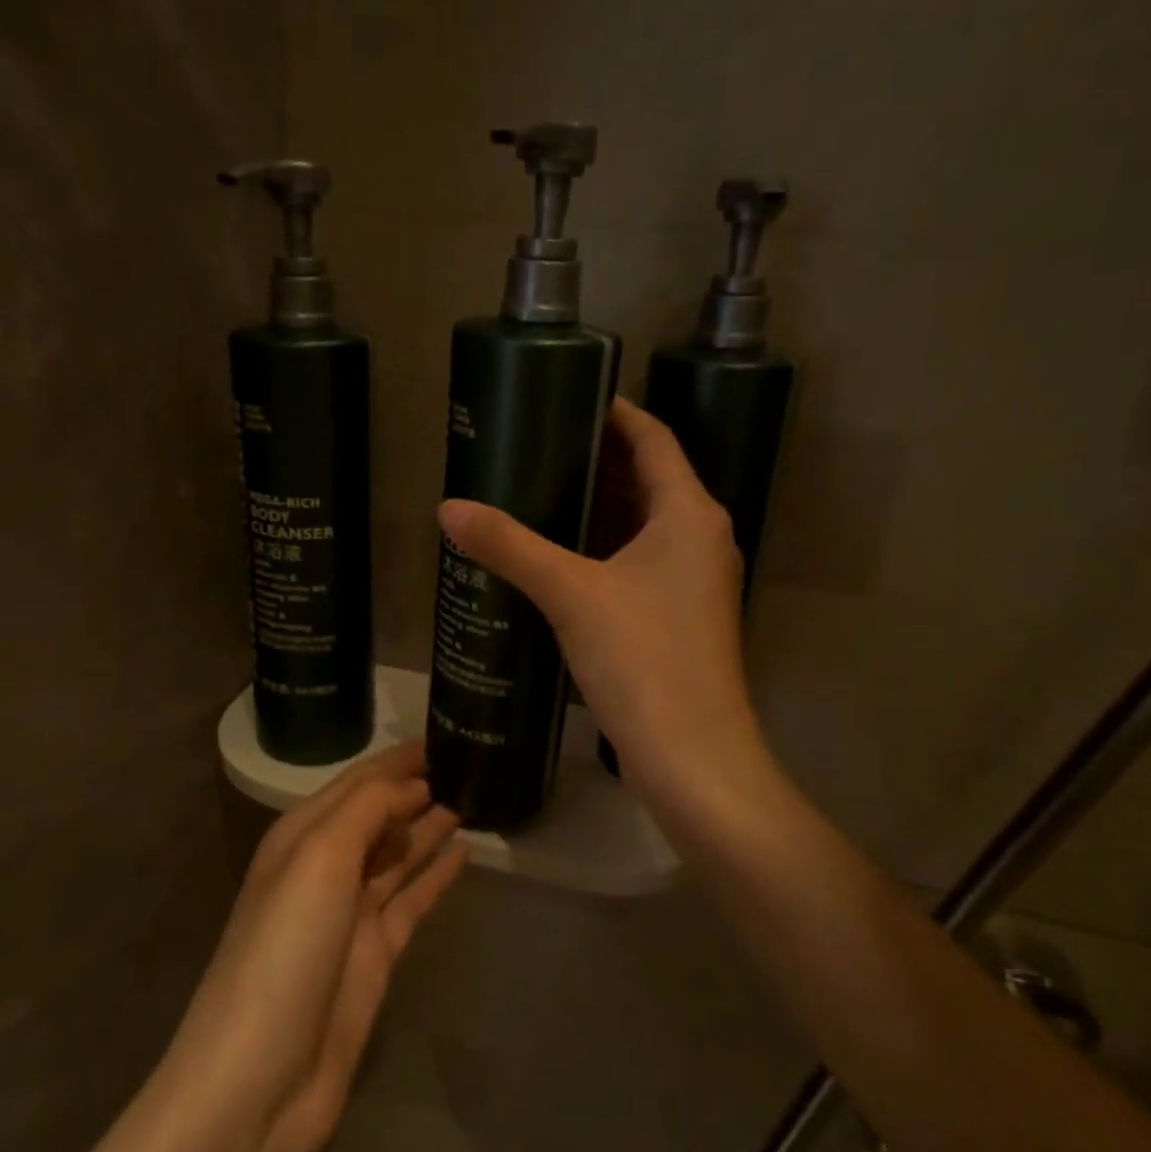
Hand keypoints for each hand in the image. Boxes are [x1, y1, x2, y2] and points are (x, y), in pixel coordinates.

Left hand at [167, 741, 466, 1151]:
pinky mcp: (374, 956)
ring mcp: (350, 915)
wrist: (260, 1080)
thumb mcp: (319, 858)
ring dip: (427, 827)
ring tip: (470, 799)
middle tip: (467, 765)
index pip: (357, 783)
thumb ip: (367, 809)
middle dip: (414, 789)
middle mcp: (324, 868)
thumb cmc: (285, 949)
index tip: (441, 737)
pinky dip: (435, 875)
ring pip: (397, 855)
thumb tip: (414, 786)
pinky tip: (463, 852)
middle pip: (377, 815)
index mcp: (301, 837)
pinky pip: (412, 899)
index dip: (396, 761)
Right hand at [440, 398, 769, 821]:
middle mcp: (701, 538)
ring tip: (538, 492)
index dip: (615, 412)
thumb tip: (449, 508)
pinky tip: (559, 558)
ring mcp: (694, 581)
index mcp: (689, 514)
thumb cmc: (643, 659)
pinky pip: (640, 562)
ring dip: (599, 507)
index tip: (567, 396)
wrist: (692, 756)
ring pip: (643, 524)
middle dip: (597, 460)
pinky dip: (604, 548)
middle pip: (649, 479)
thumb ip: (510, 546)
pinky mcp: (679, 617)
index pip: (654, 438)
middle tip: (536, 446)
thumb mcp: (570, 594)